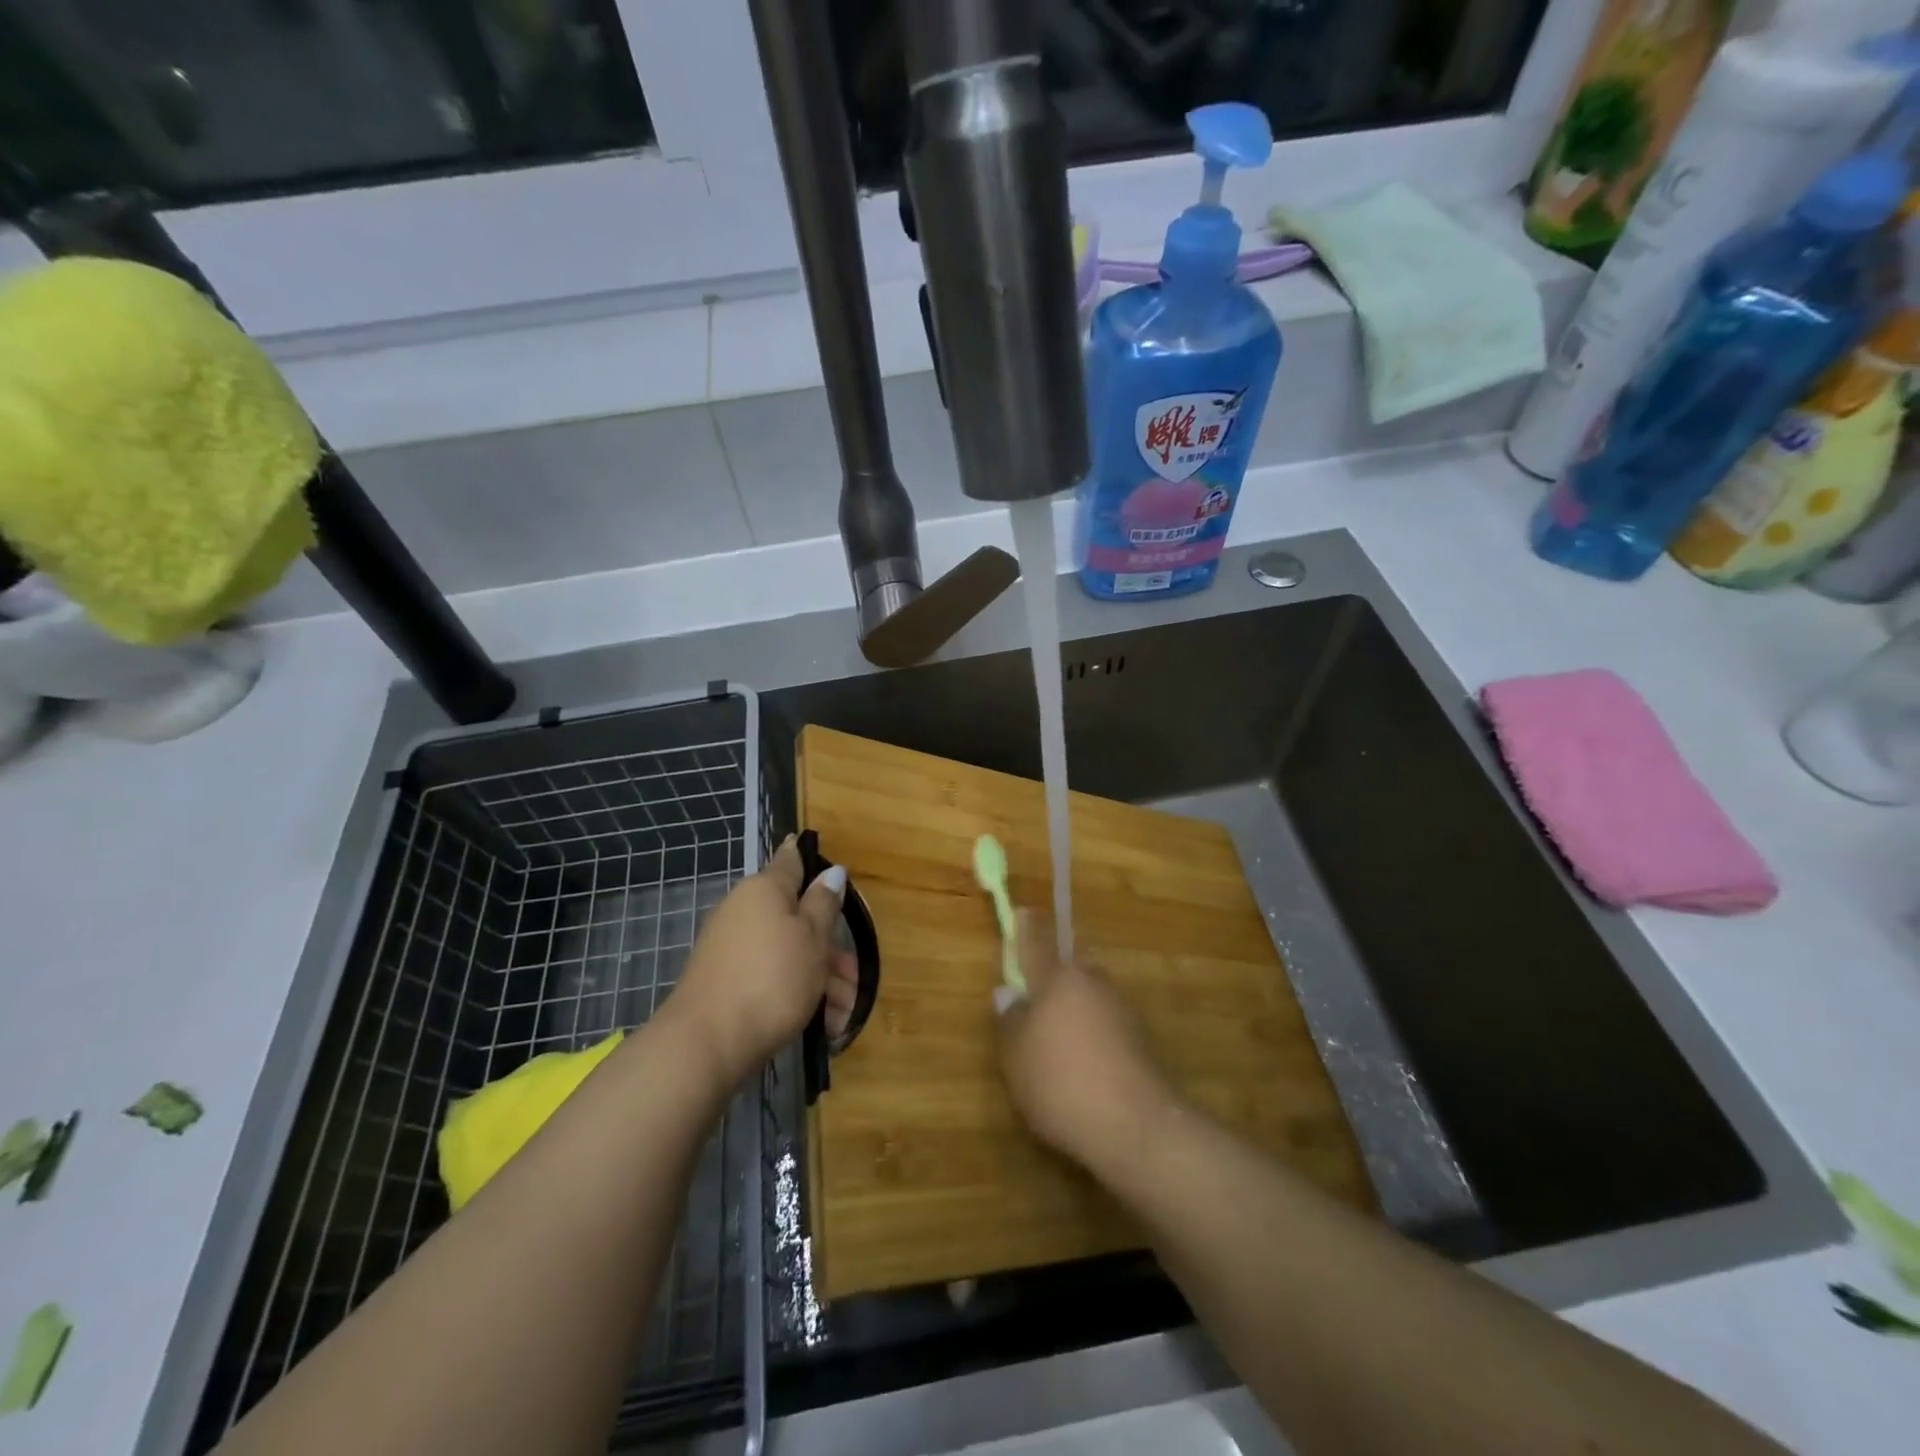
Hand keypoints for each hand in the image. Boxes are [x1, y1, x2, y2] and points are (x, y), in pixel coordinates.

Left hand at [669, 836, 858, 1088]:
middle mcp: (745, 910)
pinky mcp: (727, 981)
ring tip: (842, 1018)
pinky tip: (823, 1025)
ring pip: (789, 952)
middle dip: (831, 949)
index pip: (791, 861)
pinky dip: (797, 994)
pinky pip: (771, 976)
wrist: (706, 1044)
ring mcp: (732, 947)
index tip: (830, 868)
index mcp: (765, 889)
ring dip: (821, 980)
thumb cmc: (772, 979)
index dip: (811, 860)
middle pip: (798, 918)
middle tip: (855, 981)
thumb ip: (824, 903)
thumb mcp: (812, 938)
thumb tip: (831, 870)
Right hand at [995, 912, 1176, 1170]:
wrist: (1136, 1126)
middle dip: (1055, 963)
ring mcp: (1121, 1008)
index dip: (1028, 926)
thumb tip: (1010, 994)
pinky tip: (1083, 1054)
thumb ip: (1010, 1021)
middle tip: (1037, 981)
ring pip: (1091, 989)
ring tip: (1057, 1027)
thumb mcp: (1016, 1057)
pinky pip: (1106, 1017)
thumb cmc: (1061, 1082)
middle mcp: (1092, 982)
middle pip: (1072, 960)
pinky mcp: (1140, 1037)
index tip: (1023, 912)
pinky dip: (1092, 1024)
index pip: (1039, 939)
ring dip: (1075, 997)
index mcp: (1058, 977)